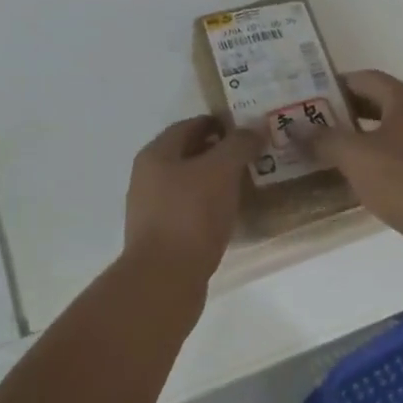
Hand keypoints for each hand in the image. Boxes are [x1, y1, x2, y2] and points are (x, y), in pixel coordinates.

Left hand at [123, 116, 262, 286]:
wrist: (165, 279)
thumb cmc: (191, 215)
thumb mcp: (220, 171)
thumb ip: (238, 145)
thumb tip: (254, 128)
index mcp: (156, 154)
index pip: (189, 125)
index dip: (218, 123)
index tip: (247, 129)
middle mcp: (148, 178)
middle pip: (188, 155)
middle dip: (219, 152)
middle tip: (252, 155)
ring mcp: (152, 210)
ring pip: (189, 185)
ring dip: (216, 181)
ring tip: (247, 184)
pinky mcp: (162, 238)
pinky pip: (190, 212)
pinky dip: (210, 207)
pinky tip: (231, 215)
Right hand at [310, 70, 402, 249]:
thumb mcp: (355, 156)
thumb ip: (323, 139)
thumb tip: (294, 127)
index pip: (366, 78)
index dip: (337, 83)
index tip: (309, 96)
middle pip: (379, 105)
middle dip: (345, 113)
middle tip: (313, 125)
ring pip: (391, 134)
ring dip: (361, 140)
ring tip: (330, 153)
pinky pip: (402, 160)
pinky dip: (378, 163)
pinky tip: (360, 181)